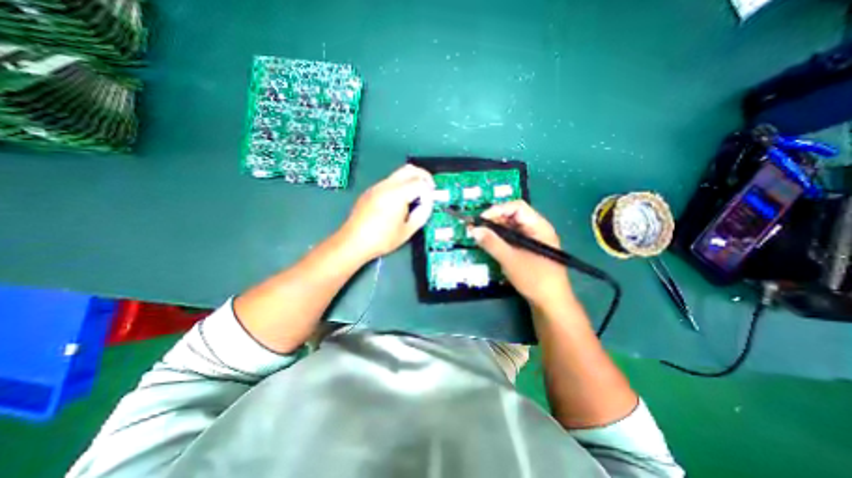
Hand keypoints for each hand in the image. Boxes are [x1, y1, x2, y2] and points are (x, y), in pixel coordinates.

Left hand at [338, 165, 433, 260]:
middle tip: (429, 189)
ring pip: (399, 173)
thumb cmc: (382, 239)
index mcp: (397, 195)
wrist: (353, 241)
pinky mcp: (371, 191)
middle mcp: (387, 185)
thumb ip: (422, 214)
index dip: (429, 192)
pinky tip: (400, 201)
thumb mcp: (407, 231)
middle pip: (410, 169)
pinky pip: (390, 181)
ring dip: (411, 180)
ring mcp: (377, 186)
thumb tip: (427, 203)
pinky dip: (400, 185)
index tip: (430, 202)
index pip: (420, 183)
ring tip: (415, 196)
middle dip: (423, 176)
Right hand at [469, 199, 574, 308]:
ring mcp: (533, 239)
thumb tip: (473, 230)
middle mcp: (537, 229)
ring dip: (495, 230)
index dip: (498, 210)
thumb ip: (492, 243)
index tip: (481, 220)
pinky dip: (500, 238)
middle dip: (494, 220)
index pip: (517, 207)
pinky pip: (512, 238)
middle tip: (477, 229)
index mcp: (538, 226)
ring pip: (511, 227)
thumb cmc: (535, 279)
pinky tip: (490, 244)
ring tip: (480, 236)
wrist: (551, 303)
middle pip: (513, 216)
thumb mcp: (510, 260)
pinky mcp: (528, 249)